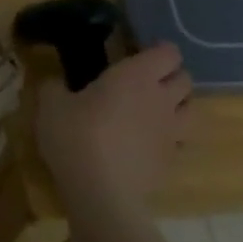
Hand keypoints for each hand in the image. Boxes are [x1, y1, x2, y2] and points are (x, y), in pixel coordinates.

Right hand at [36, 42, 192, 213]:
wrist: (99, 190)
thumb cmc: (75, 136)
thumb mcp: (51, 105)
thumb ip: (54, 86)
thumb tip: (55, 81)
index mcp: (136, 76)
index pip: (167, 52)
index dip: (156, 51)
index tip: (136, 54)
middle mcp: (162, 99)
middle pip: (185, 78)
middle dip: (169, 76)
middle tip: (143, 82)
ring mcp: (172, 131)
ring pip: (191, 108)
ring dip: (177, 105)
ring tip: (154, 110)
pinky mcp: (172, 160)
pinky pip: (180, 140)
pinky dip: (169, 137)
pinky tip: (147, 143)